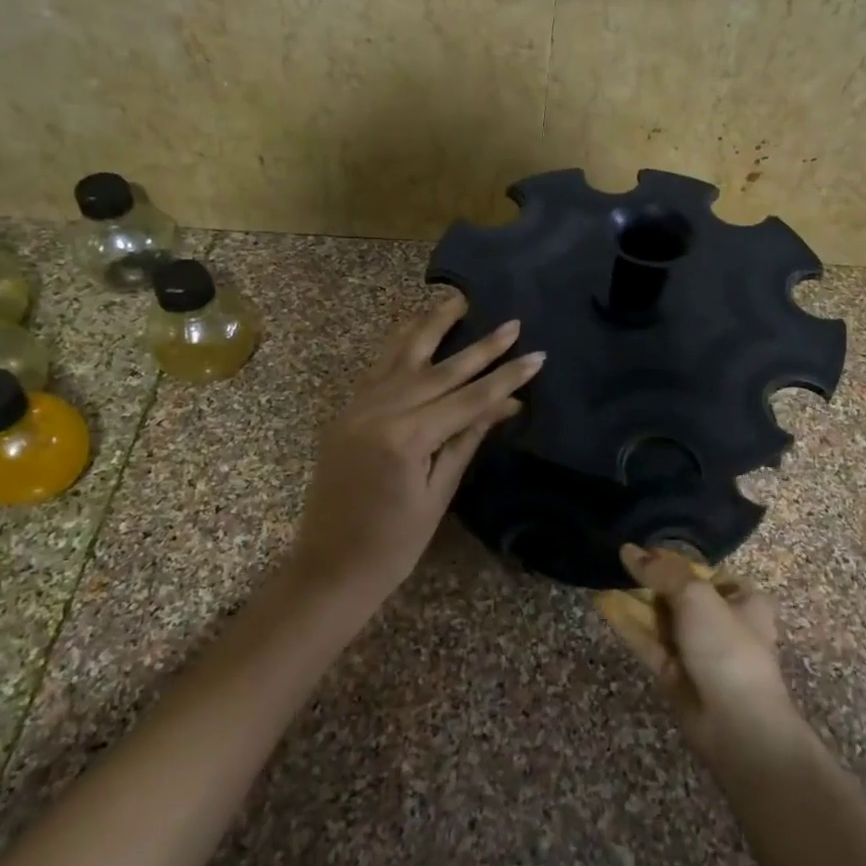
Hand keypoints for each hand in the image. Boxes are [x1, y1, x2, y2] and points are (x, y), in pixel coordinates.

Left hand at [286, 293, 543, 608]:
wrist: (330, 566)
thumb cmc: (393, 544)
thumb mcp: (438, 493)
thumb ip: (467, 440)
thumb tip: (506, 406)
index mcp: (407, 438)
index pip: (468, 398)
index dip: (505, 377)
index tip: (536, 355)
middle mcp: (379, 411)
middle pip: (440, 370)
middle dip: (480, 347)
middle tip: (511, 323)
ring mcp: (357, 408)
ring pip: (401, 356)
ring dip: (431, 326)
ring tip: (456, 299)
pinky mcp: (346, 412)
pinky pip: (377, 369)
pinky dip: (398, 345)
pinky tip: (413, 329)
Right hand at [595, 544, 800, 758]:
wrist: (737, 724)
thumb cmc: (727, 647)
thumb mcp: (697, 597)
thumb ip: (662, 572)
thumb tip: (629, 549)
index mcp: (744, 601)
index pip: (705, 573)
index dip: (674, 562)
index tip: (643, 552)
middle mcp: (724, 623)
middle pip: (680, 595)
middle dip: (650, 582)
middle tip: (618, 565)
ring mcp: (698, 651)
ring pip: (662, 620)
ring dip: (635, 602)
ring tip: (603, 578)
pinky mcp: (676, 675)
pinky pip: (650, 643)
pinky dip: (629, 625)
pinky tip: (604, 604)